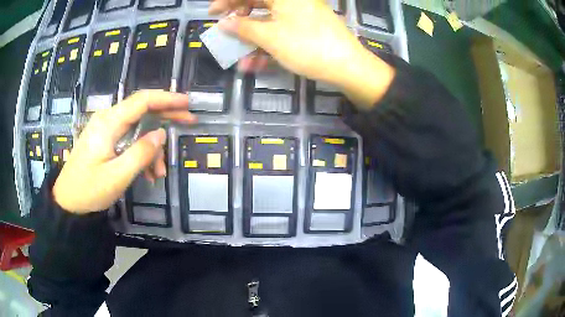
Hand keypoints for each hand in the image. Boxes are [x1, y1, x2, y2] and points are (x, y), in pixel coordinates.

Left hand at [53, 90, 194, 213]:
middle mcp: (108, 119)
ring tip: (159, 173)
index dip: (167, 99)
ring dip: (151, 147)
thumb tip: (161, 135)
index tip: (188, 103)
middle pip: (142, 109)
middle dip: (166, 116)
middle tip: (188, 122)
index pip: (143, 100)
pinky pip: (128, 139)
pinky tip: (147, 173)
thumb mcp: (117, 176)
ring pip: (137, 128)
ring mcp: (105, 129)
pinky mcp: (104, 139)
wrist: (67, 201)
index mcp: (109, 123)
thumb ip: (141, 153)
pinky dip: (140, 153)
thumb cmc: (89, 190)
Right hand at [212, 0, 394, 107]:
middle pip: (259, 3)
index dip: (228, 1)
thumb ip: (243, 27)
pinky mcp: (308, 28)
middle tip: (224, 29)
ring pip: (269, 19)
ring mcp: (302, 14)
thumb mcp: (270, 37)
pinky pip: (282, 31)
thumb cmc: (306, 46)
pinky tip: (257, 62)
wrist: (348, 67)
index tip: (213, 12)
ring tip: (239, 54)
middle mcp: (293, 1)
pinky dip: (268, 44)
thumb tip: (223, 23)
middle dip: (239, 17)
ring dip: (252, 37)